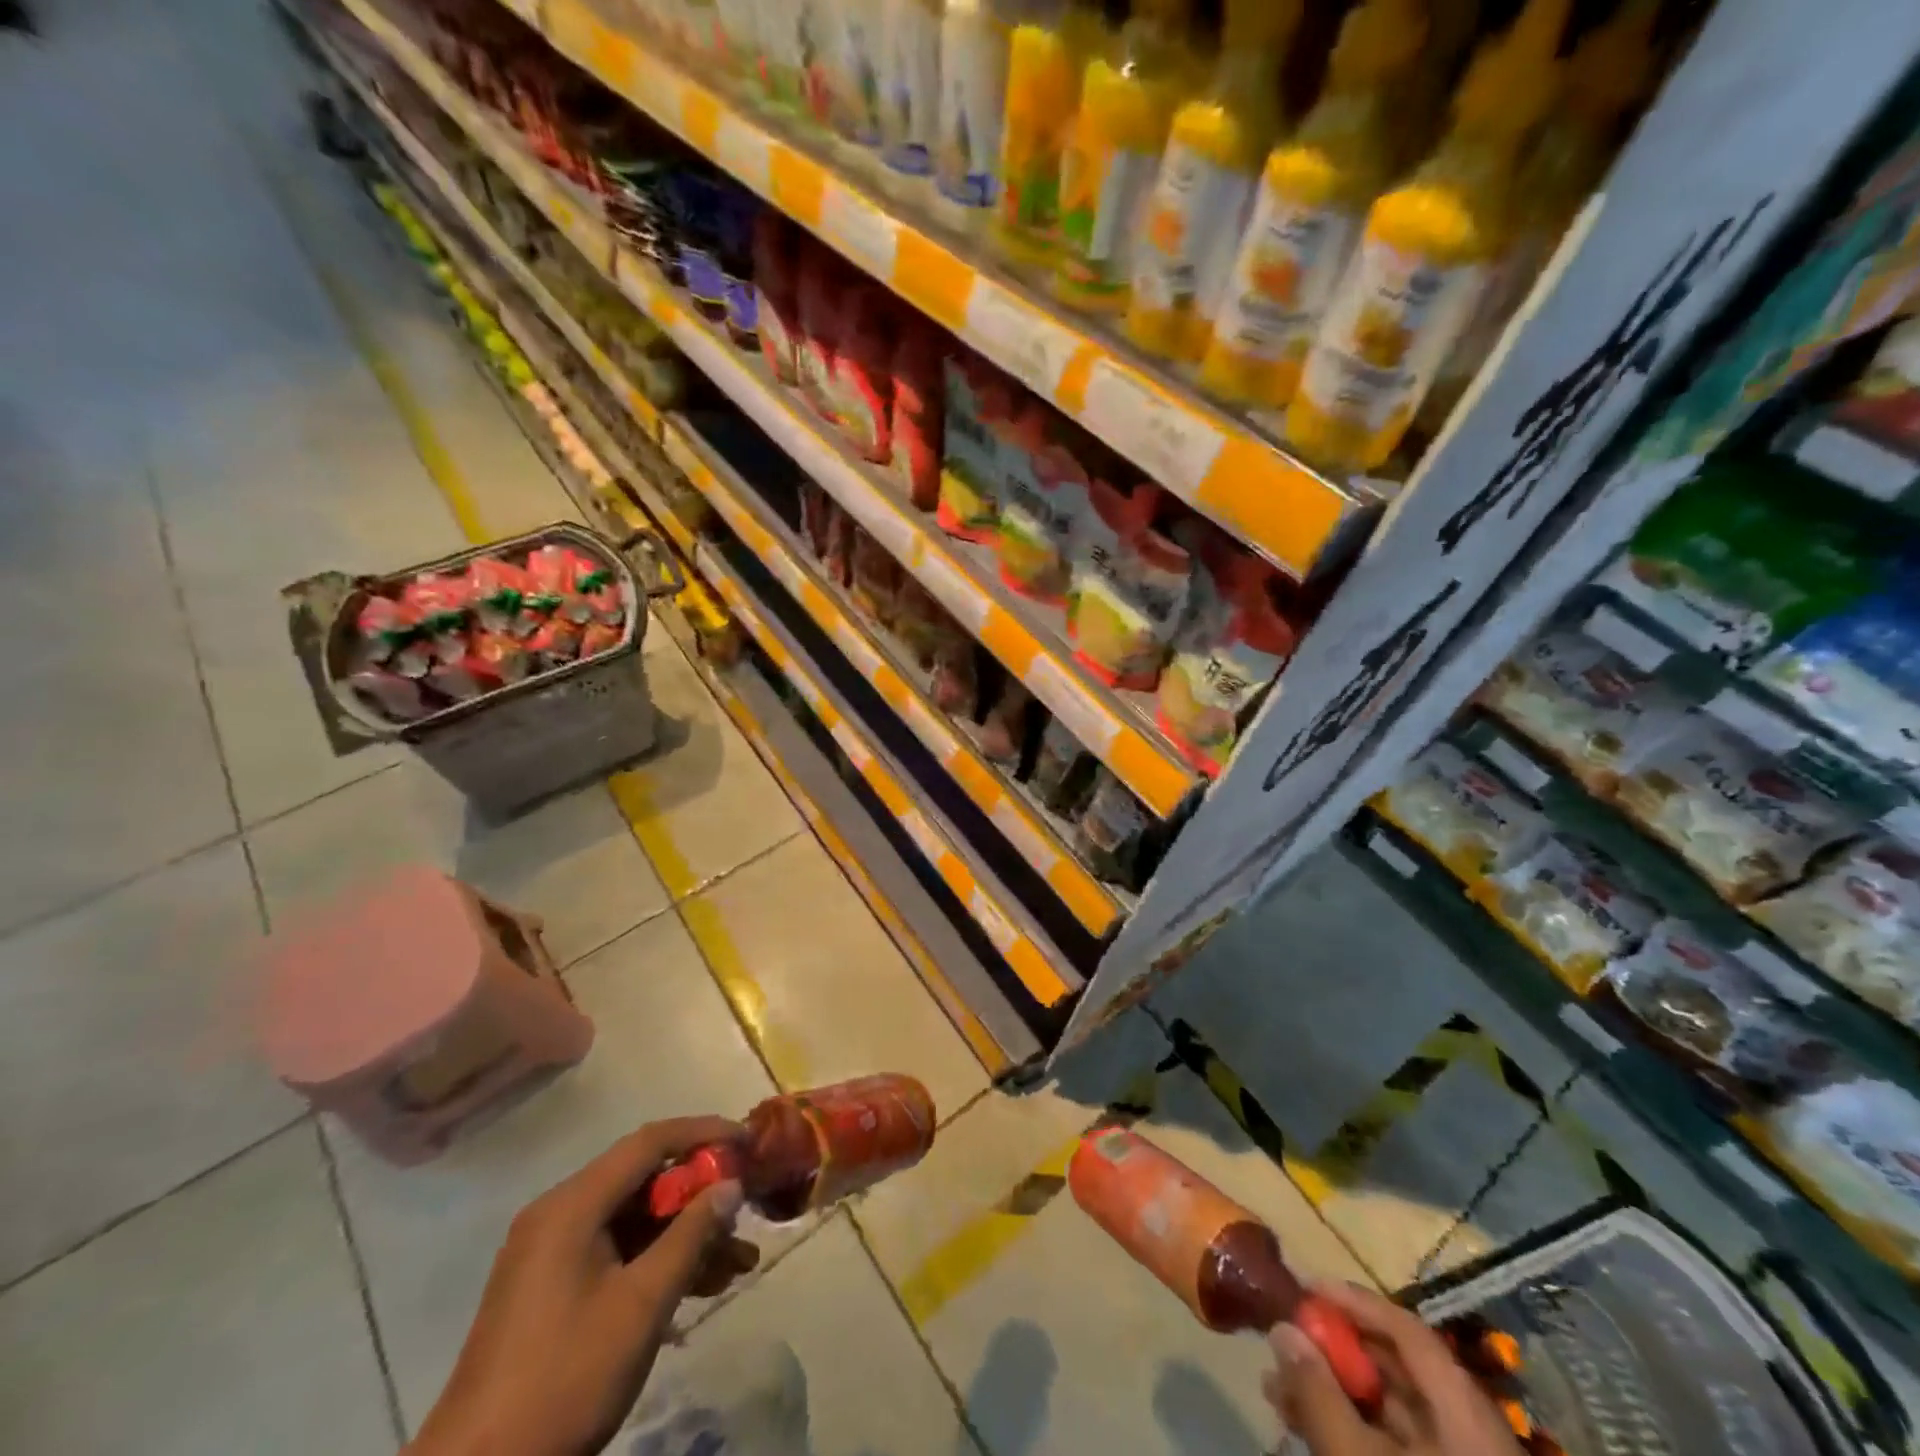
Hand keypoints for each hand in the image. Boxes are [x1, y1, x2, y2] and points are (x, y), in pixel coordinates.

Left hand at [408, 1117, 760, 1455]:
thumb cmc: (564, 1380)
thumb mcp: (642, 1305)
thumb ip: (691, 1235)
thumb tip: (731, 1185)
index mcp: (572, 1205)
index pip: (650, 1142)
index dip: (704, 1133)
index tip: (749, 1142)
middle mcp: (559, 1215)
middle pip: (644, 1180)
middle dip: (701, 1194)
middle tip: (746, 1210)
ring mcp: (551, 1254)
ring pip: (635, 1220)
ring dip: (685, 1234)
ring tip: (739, 1262)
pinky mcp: (550, 1289)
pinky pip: (616, 1251)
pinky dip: (657, 1260)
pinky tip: (700, 1286)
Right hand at [1264, 1282, 1525, 1455]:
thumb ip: (1317, 1392)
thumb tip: (1281, 1328)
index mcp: (1465, 1414)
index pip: (1407, 1331)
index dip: (1355, 1302)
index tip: (1305, 1288)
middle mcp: (1470, 1435)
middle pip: (1397, 1371)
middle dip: (1334, 1353)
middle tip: (1282, 1342)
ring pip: (1390, 1414)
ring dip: (1332, 1393)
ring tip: (1276, 1389)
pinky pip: (1394, 1449)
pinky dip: (1350, 1432)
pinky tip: (1306, 1429)